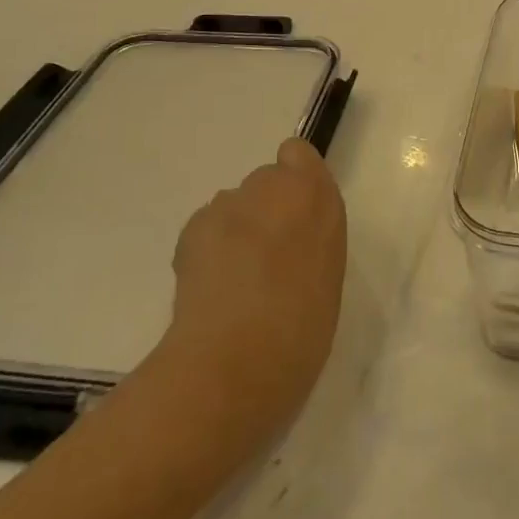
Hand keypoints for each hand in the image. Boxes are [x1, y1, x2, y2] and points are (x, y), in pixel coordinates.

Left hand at [159, 139, 347, 444]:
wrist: (234, 363)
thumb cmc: (301, 330)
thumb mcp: (327, 277)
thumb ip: (312, 241)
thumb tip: (291, 243)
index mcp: (316, 197)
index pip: (297, 155)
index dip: (294, 179)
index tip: (296, 217)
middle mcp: (271, 188)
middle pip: (265, 181)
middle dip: (265, 210)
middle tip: (266, 259)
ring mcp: (227, 206)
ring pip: (233, 205)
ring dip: (236, 230)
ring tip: (235, 281)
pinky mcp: (191, 230)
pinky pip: (205, 228)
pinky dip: (207, 249)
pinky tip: (210, 288)